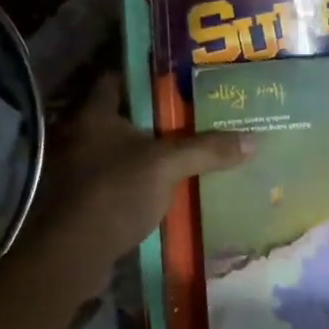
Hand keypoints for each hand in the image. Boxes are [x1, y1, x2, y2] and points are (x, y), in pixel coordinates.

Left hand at [22, 77, 253, 303]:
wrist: (75, 253)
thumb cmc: (116, 191)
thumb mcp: (167, 165)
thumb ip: (206, 150)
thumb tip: (253, 139)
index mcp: (95, 114)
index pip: (116, 78)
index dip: (143, 74)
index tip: (176, 76)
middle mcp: (82, 135)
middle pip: (123, 116)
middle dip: (155, 116)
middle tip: (193, 113)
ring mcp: (80, 169)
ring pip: (122, 151)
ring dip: (149, 152)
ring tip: (188, 149)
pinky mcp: (86, 199)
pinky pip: (120, 180)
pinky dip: (141, 180)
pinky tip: (169, 186)